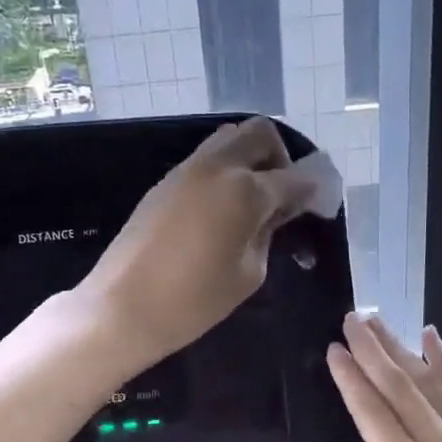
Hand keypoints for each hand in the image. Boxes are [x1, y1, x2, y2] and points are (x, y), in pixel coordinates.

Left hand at [79, 118, 315, 367]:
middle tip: (282, 195)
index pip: (294, 177)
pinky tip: (223, 209)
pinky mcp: (164, 183)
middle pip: (259, 134)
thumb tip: (278, 211)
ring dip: (249, 159)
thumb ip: (268, 234)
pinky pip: (205, 160)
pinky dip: (224, 172)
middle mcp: (217, 167)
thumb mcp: (248, 274)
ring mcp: (186, 170)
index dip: (313, 189)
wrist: (122, 308)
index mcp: (245, 190)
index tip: (320, 205)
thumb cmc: (193, 302)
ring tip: (252, 202)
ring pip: (228, 139)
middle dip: (280, 157)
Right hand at [327, 314, 441, 441]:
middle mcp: (439, 441)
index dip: (349, 377)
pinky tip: (431, 338)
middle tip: (351, 318)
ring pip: (430, 379)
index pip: (370, 408)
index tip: (333, 349)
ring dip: (401, 347)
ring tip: (378, 320)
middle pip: (399, 383)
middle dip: (371, 348)